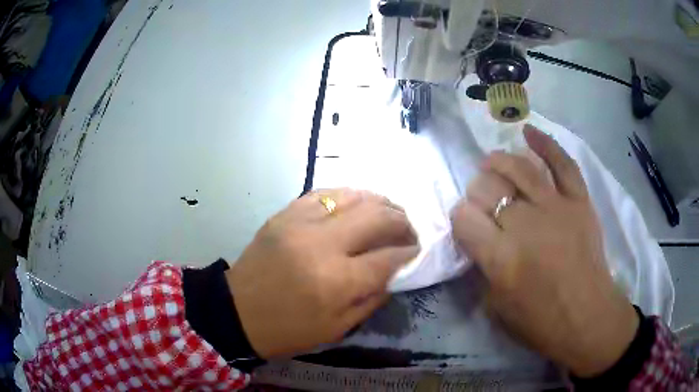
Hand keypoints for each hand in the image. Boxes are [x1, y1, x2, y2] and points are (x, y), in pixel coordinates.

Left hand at [227, 189, 418, 358]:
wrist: (237, 311)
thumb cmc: (288, 329)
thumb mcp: (338, 328)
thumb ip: (372, 297)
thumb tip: (395, 270)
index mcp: (336, 281)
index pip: (389, 257)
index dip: (410, 252)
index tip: (417, 250)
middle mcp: (322, 244)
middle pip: (377, 216)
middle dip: (402, 221)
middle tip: (408, 230)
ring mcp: (300, 222)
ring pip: (354, 196)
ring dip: (379, 202)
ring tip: (388, 213)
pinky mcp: (285, 213)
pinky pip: (325, 193)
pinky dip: (348, 196)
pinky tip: (356, 205)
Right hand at [451, 126, 638, 376]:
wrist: (587, 319)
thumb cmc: (540, 323)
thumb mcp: (496, 308)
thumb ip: (484, 271)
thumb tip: (481, 243)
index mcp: (501, 257)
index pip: (464, 217)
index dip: (460, 217)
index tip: (467, 224)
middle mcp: (525, 224)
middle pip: (489, 188)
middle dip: (478, 192)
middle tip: (483, 202)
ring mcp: (556, 207)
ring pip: (519, 168)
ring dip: (499, 162)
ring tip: (492, 162)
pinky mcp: (579, 201)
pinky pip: (562, 163)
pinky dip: (545, 144)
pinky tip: (528, 132)